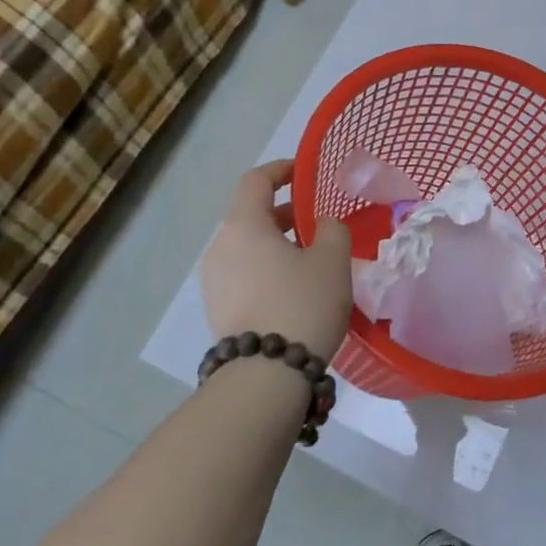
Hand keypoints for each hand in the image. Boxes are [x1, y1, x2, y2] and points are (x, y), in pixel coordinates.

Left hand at [201, 160, 352, 358]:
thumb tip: (321, 225)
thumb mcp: (332, 259)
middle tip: (316, 222)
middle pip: (250, 215)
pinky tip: (293, 289)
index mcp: (243, 225)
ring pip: (246, 247)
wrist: (266, 375)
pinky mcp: (217, 310)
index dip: (281, 170)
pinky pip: (243, 274)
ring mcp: (213, 281)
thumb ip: (331, 229)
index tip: (304, 173)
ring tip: (309, 259)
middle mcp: (219, 247)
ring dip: (275, 244)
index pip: (256, 180)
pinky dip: (266, 268)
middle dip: (284, 212)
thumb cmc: (302, 303)